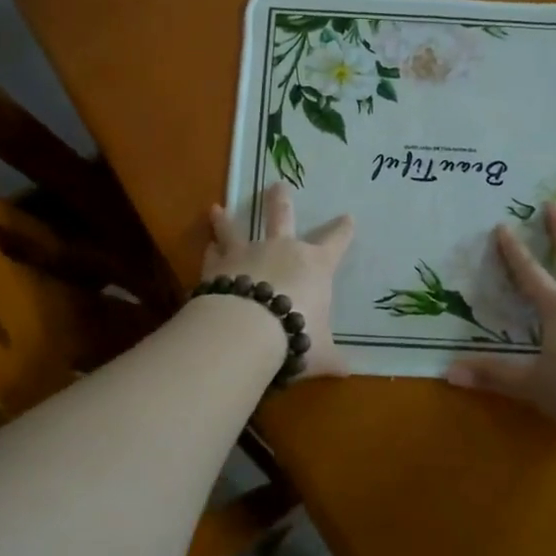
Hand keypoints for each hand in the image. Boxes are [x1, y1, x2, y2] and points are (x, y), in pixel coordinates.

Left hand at [203, 183, 354, 378]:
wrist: (246, 331)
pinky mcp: (218, 265)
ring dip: (226, 220)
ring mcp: (247, 253)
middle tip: (278, 185)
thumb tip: (349, 370)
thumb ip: (333, 358)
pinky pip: (214, 253)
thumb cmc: (294, 336)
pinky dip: (210, 250)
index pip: (336, 242)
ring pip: (236, 229)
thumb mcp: (320, 352)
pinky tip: (206, 246)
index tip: (348, 218)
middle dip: (281, 201)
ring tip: (216, 208)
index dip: (343, 230)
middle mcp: (282, 250)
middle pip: (282, 217)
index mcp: (315, 265)